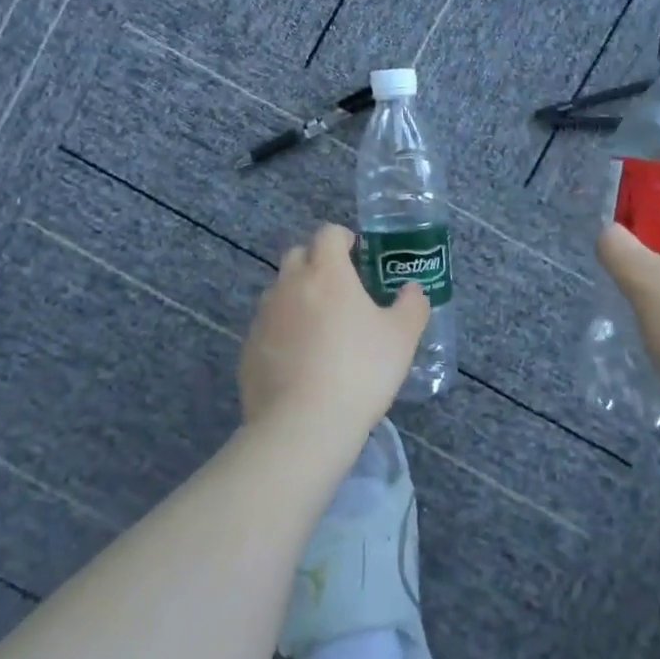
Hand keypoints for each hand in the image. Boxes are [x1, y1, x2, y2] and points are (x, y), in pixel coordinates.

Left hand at [239, 224, 430, 446]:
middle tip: (340, 289)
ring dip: (297, 297)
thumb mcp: (402, 337)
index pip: (328, 233)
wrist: (303, 425)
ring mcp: (264, 316)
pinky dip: (282, 332)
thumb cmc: (360, 371)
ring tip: (320, 328)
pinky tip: (300, 361)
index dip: (343, 238)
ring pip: (279, 291)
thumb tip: (411, 289)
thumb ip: (411, 305)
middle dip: (317, 262)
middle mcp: (290, 285)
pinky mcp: (248, 348)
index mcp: (327, 273)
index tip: (357, 254)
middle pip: (298, 255)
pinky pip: (268, 327)